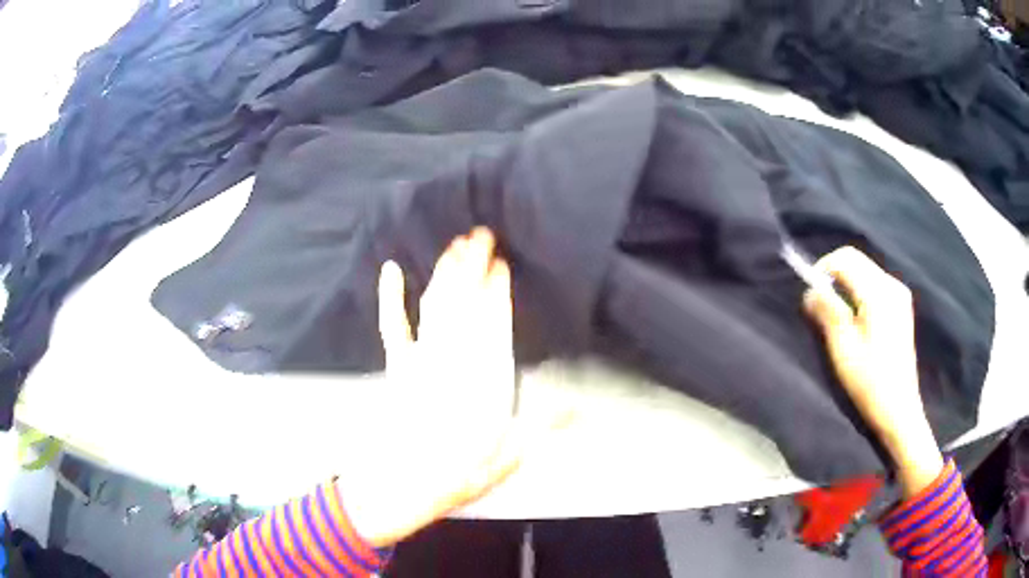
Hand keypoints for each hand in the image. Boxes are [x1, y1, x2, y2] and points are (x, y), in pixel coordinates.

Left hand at [341, 227, 569, 546]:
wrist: (405, 485)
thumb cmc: (461, 472)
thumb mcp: (512, 454)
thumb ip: (543, 422)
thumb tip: (577, 401)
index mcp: (486, 377)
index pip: (495, 322)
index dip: (498, 289)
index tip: (502, 262)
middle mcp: (454, 359)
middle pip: (465, 301)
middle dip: (473, 265)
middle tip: (482, 234)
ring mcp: (421, 359)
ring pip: (435, 304)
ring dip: (445, 271)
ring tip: (457, 243)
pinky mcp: (397, 366)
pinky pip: (394, 325)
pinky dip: (391, 297)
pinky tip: (392, 270)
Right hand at [803, 246, 942, 496]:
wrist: (899, 409)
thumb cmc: (869, 381)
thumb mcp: (843, 348)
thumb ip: (827, 312)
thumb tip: (810, 291)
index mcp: (879, 293)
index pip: (846, 258)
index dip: (823, 268)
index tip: (810, 292)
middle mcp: (892, 285)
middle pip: (857, 261)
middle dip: (834, 276)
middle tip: (820, 304)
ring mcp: (899, 295)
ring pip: (865, 272)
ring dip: (845, 285)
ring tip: (835, 315)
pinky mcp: (901, 307)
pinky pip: (874, 285)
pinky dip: (858, 293)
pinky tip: (854, 319)